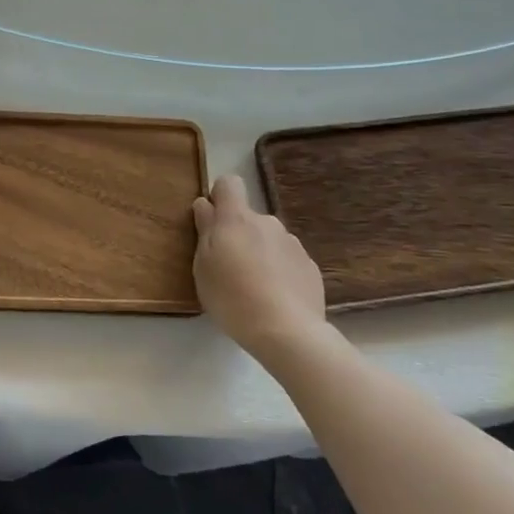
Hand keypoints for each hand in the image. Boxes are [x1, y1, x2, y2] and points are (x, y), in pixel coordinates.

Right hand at [192, 174, 328, 360]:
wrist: (287, 331)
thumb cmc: (232, 296)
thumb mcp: (203, 265)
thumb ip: (204, 230)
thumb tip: (205, 205)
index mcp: (237, 219)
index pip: (229, 183)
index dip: (219, 196)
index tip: (212, 221)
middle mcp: (268, 222)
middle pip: (248, 218)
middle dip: (238, 235)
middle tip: (229, 268)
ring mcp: (293, 244)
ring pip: (269, 240)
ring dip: (260, 254)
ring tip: (254, 289)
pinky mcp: (310, 267)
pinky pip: (288, 261)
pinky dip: (280, 273)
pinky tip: (275, 299)